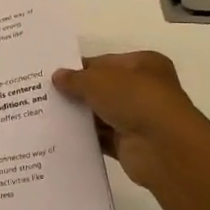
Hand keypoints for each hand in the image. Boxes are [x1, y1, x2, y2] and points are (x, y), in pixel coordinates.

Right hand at [52, 51, 209, 193]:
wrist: (163, 147)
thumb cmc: (134, 99)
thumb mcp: (98, 80)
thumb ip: (75, 78)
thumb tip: (57, 76)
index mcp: (144, 64)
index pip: (106, 62)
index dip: (80, 68)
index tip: (55, 75)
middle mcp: (145, 89)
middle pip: (104, 88)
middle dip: (79, 93)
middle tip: (46, 94)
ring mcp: (140, 118)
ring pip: (103, 114)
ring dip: (81, 116)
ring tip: (48, 115)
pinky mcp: (132, 145)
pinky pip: (104, 138)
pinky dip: (87, 138)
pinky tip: (62, 136)